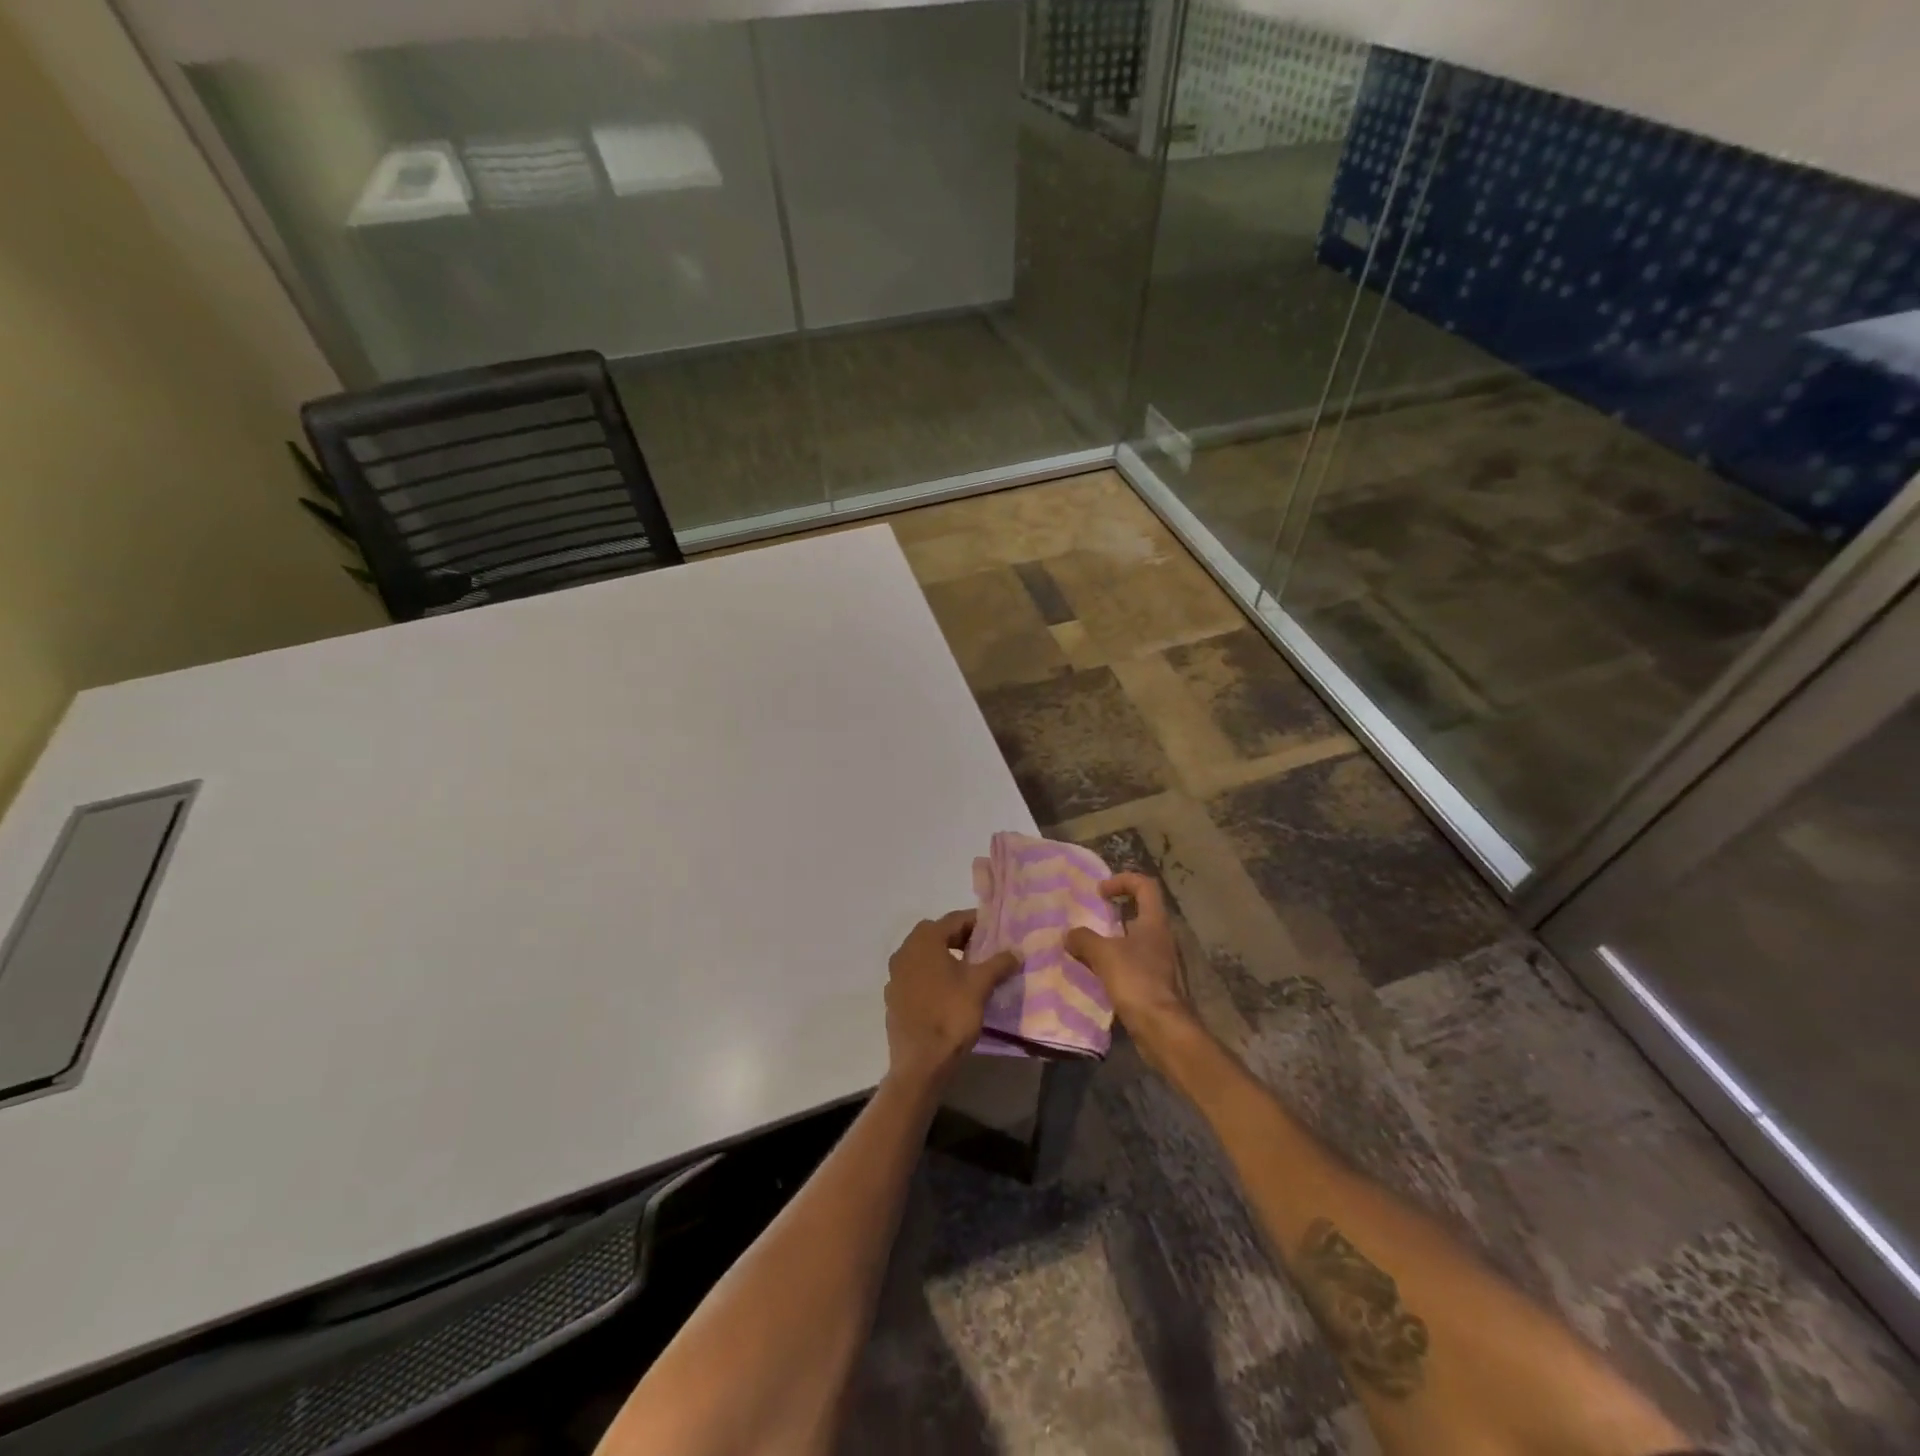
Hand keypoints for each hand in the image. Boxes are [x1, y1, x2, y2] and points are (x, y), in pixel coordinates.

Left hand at [884, 911, 1020, 1090]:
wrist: (919, 1063)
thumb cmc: (950, 1015)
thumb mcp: (980, 986)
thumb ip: (998, 964)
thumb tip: (1016, 952)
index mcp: (924, 940)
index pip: (954, 919)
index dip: (977, 923)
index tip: (996, 932)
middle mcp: (904, 951)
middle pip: (937, 935)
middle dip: (961, 939)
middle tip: (985, 951)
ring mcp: (895, 975)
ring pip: (925, 956)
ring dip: (946, 958)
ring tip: (970, 972)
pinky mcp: (893, 997)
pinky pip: (916, 976)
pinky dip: (933, 977)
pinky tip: (949, 993)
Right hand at [1066, 874, 1197, 1059]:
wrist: (1161, 1027)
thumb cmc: (1136, 981)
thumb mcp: (1104, 954)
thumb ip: (1084, 939)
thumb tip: (1068, 935)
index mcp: (1154, 922)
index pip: (1145, 885)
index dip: (1122, 880)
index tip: (1100, 892)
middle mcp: (1160, 937)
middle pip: (1140, 911)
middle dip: (1114, 911)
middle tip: (1090, 916)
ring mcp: (1158, 961)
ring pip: (1133, 938)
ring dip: (1111, 938)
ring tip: (1086, 945)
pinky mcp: (1153, 982)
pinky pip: (1131, 962)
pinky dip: (1113, 961)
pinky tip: (1094, 971)